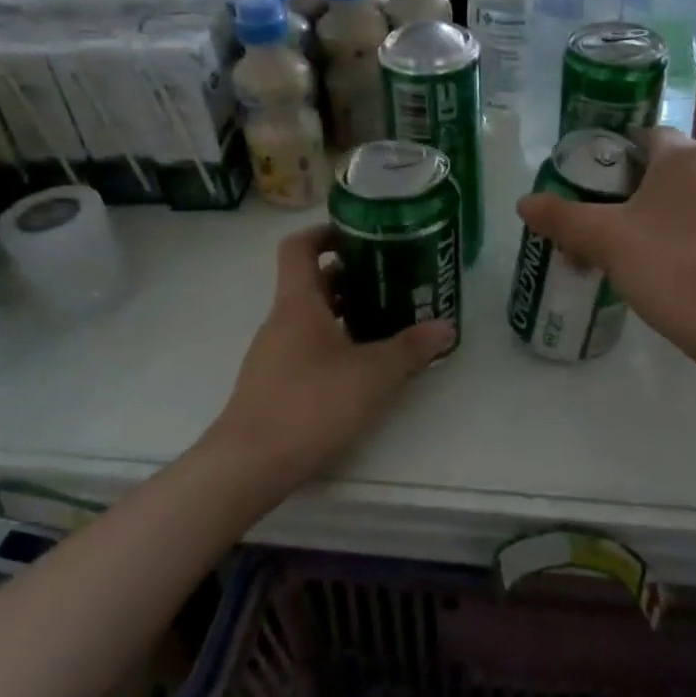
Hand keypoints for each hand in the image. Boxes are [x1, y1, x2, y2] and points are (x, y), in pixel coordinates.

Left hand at [204, 225, 452, 486]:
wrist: (250, 464)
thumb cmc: (311, 404)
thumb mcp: (373, 375)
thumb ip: (410, 349)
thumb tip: (445, 327)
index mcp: (298, 303)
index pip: (299, 247)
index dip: (326, 233)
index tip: (360, 236)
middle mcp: (281, 320)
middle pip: (311, 282)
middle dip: (351, 277)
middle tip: (391, 280)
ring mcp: (274, 353)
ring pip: (311, 317)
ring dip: (345, 312)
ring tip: (386, 320)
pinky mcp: (274, 382)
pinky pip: (307, 346)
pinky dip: (334, 342)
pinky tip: (361, 365)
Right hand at [516, 127, 695, 360]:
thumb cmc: (669, 267)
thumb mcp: (605, 240)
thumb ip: (562, 217)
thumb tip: (524, 202)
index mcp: (685, 155)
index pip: (642, 137)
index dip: (611, 156)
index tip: (588, 184)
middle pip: (662, 169)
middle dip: (627, 193)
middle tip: (597, 223)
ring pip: (685, 199)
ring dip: (654, 216)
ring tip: (624, 251)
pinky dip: (681, 235)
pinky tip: (662, 267)